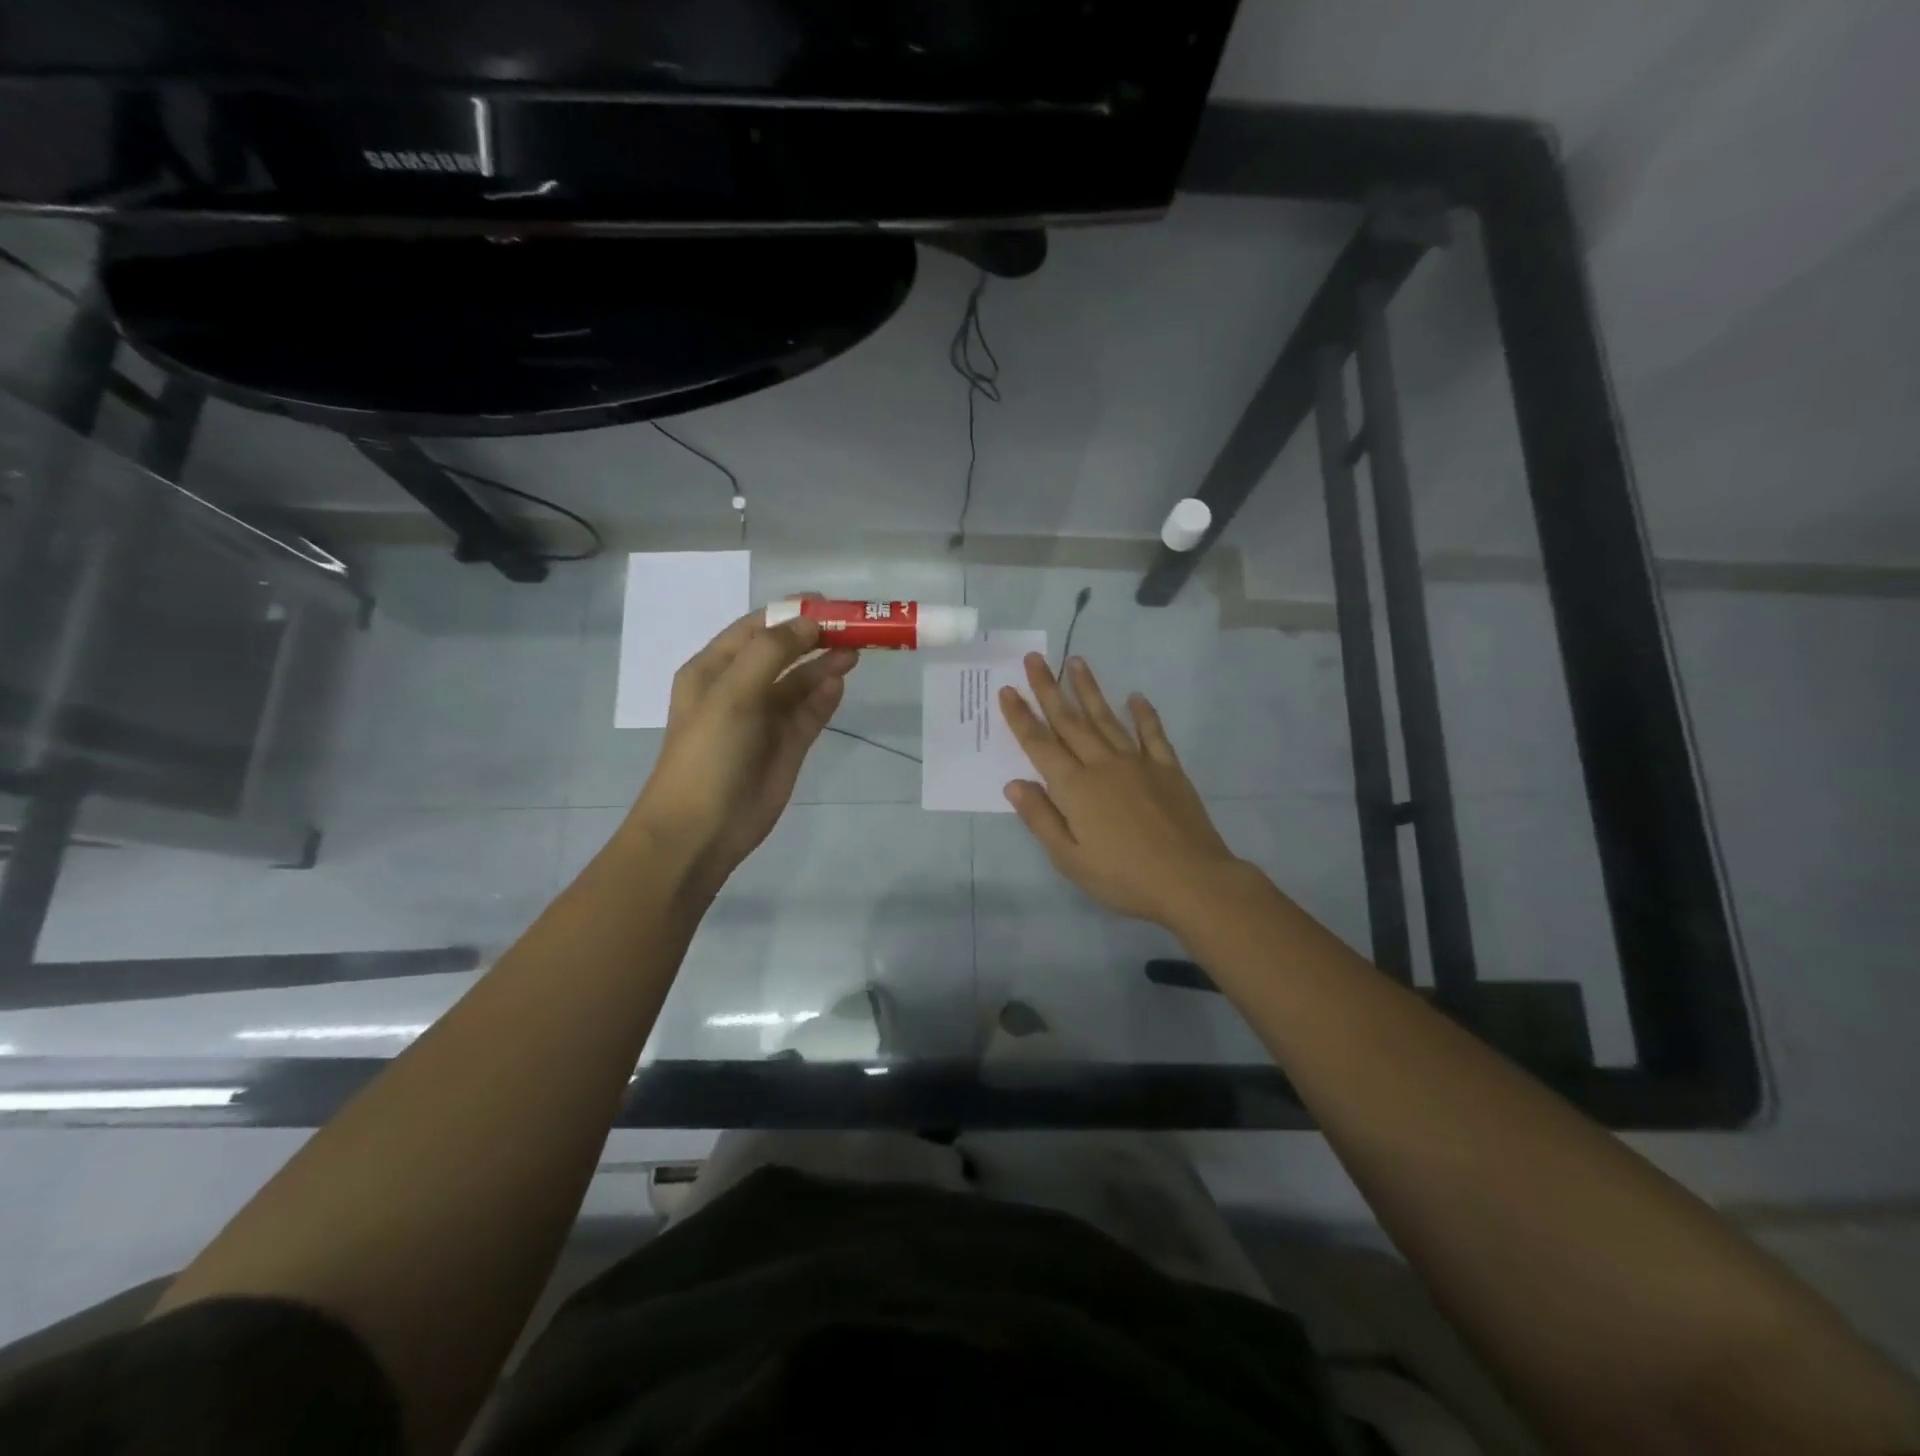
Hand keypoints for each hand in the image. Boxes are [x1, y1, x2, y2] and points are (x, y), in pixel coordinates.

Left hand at [630, 606, 856, 895]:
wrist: (700, 829)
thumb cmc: (708, 753)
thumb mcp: (732, 693)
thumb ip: (772, 652)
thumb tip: (810, 622)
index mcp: (714, 669)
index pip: (757, 627)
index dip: (792, 612)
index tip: (831, 603)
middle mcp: (740, 688)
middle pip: (785, 652)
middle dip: (816, 637)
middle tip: (855, 627)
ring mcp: (765, 718)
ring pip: (801, 682)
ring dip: (825, 664)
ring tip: (856, 652)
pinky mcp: (787, 746)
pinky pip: (811, 712)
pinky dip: (826, 697)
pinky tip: (840, 684)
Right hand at [997, 654, 1244, 929]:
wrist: (1191, 881)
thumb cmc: (1123, 877)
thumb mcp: (1070, 859)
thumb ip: (1041, 818)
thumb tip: (1014, 784)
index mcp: (1075, 787)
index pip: (1040, 745)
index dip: (1021, 717)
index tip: (1008, 690)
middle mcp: (1102, 765)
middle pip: (1070, 721)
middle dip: (1049, 689)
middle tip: (1034, 659)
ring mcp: (1137, 763)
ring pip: (1106, 718)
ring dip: (1089, 690)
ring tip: (1076, 662)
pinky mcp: (1167, 769)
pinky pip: (1152, 734)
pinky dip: (1143, 714)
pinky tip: (1135, 697)